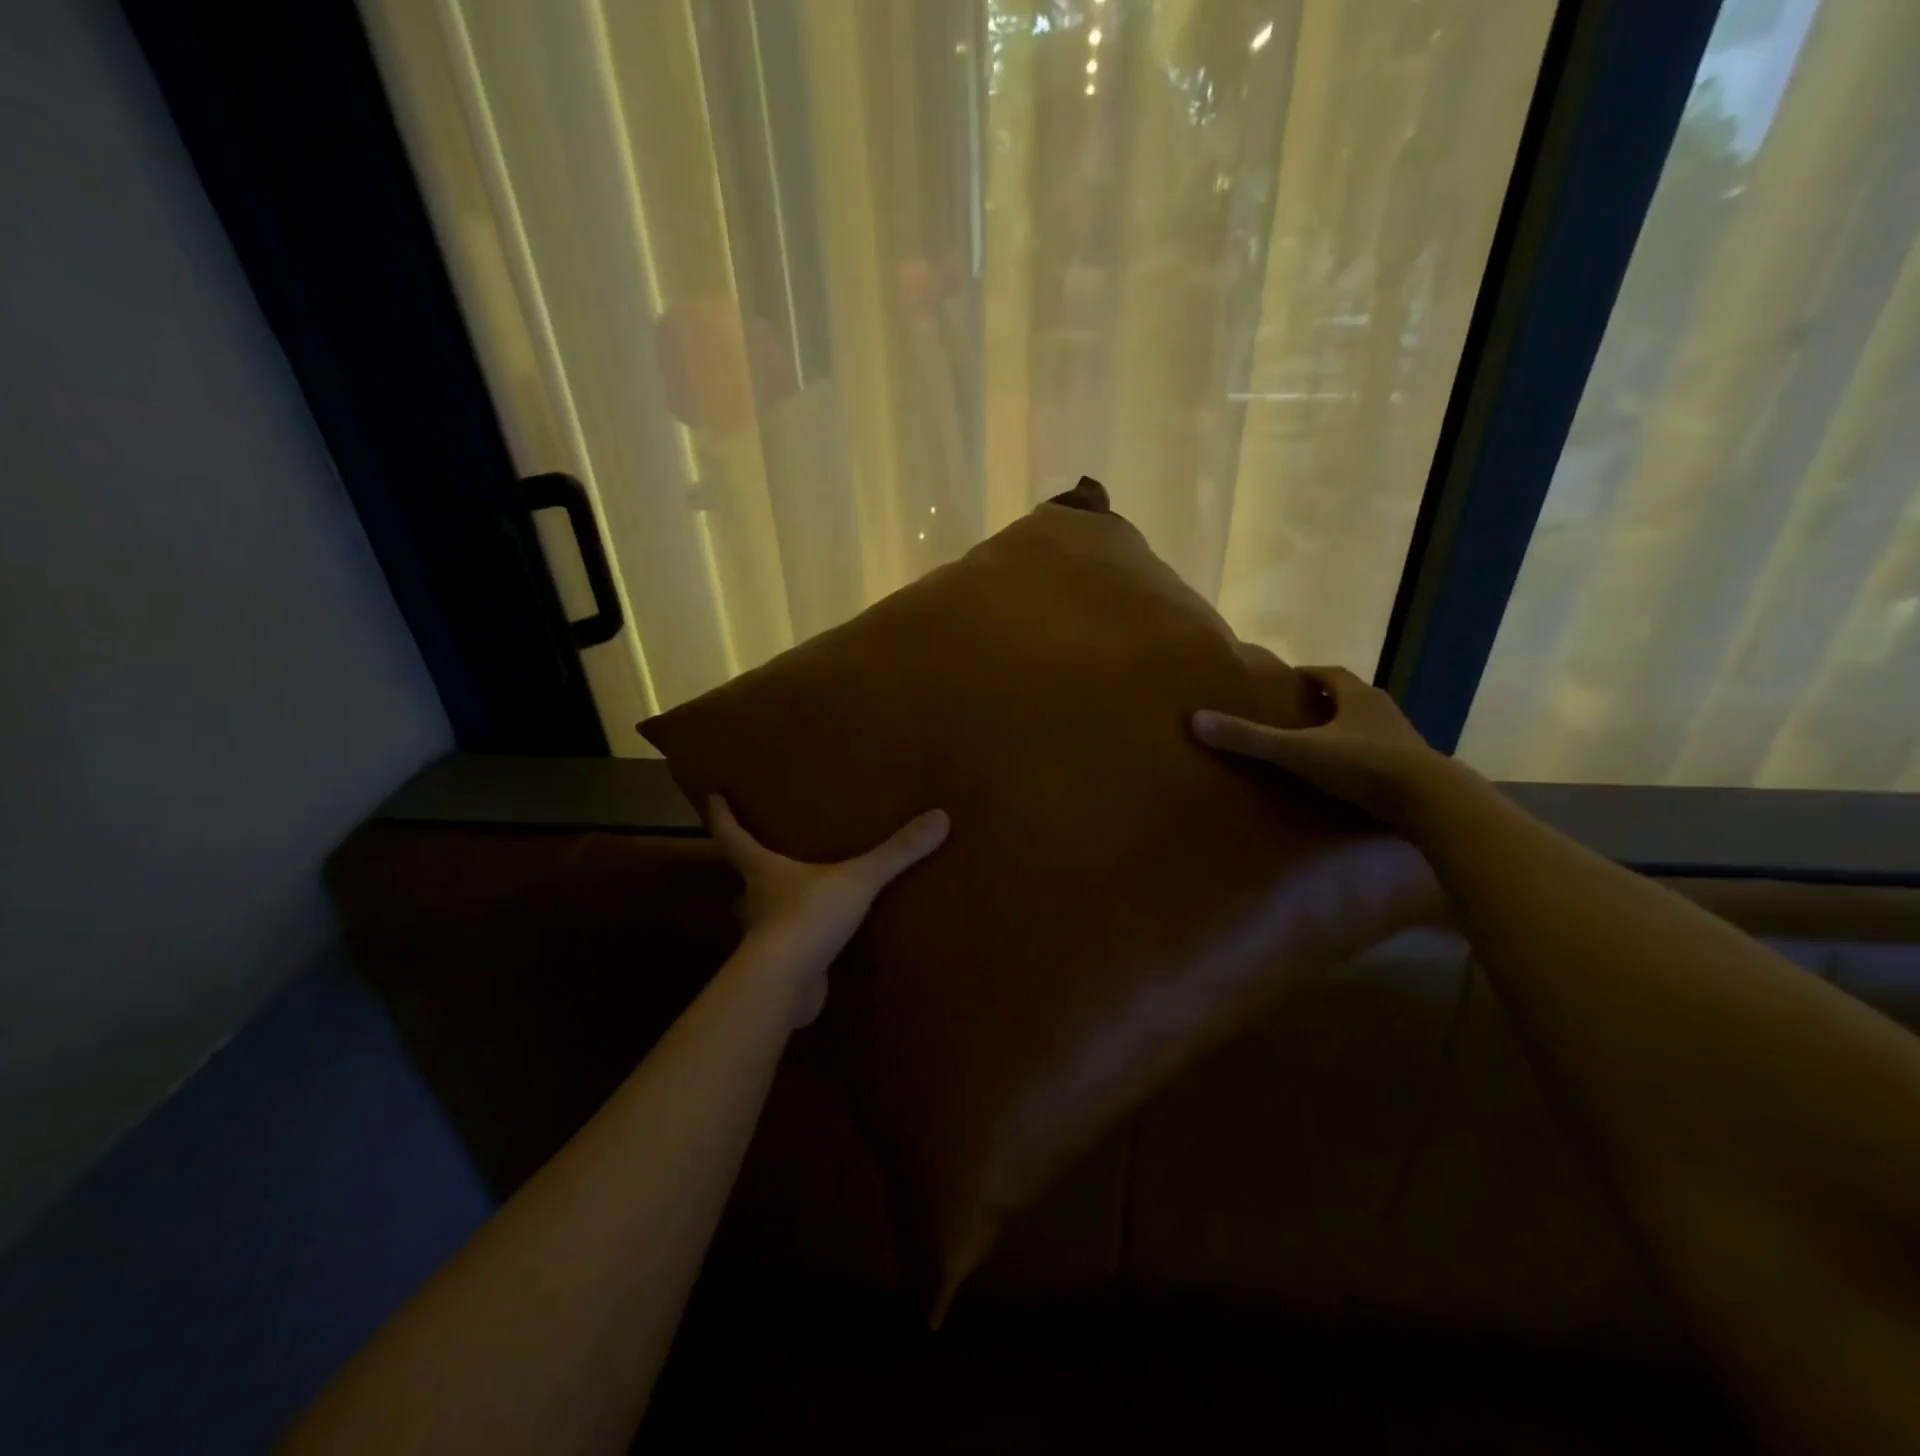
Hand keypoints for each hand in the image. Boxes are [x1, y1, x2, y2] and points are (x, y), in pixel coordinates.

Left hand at [708, 796, 949, 1022]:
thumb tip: (939, 817)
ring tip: (802, 887)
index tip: (713, 797)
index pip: (733, 837)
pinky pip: (790, 943)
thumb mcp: (858, 879)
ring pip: (767, 910)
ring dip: (778, 899)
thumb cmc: (808, 917)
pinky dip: (800, 936)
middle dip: (754, 860)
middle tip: (769, 843)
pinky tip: (821, 936)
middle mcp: (756, 899)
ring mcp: (765, 936)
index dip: (722, 816)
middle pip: (747, 873)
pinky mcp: (781, 965)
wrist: (786, 985)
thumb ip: (896, 852)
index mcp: (764, 870)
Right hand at [1193, 665, 1464, 832]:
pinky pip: (1376, 757)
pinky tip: (1339, 779)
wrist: (1432, 803)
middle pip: (1347, 699)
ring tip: (1310, 748)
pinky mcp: (1409, 771)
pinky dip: (1355, 761)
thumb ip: (1250, 738)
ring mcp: (1400, 742)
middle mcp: (1382, 712)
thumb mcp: (1298, 750)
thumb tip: (1196, 720)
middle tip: (1290, 715)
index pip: (1329, 674)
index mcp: (1358, 696)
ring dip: (1340, 732)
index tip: (1282, 683)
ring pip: (1364, 728)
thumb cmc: (1364, 765)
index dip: (1305, 676)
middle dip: (1321, 703)